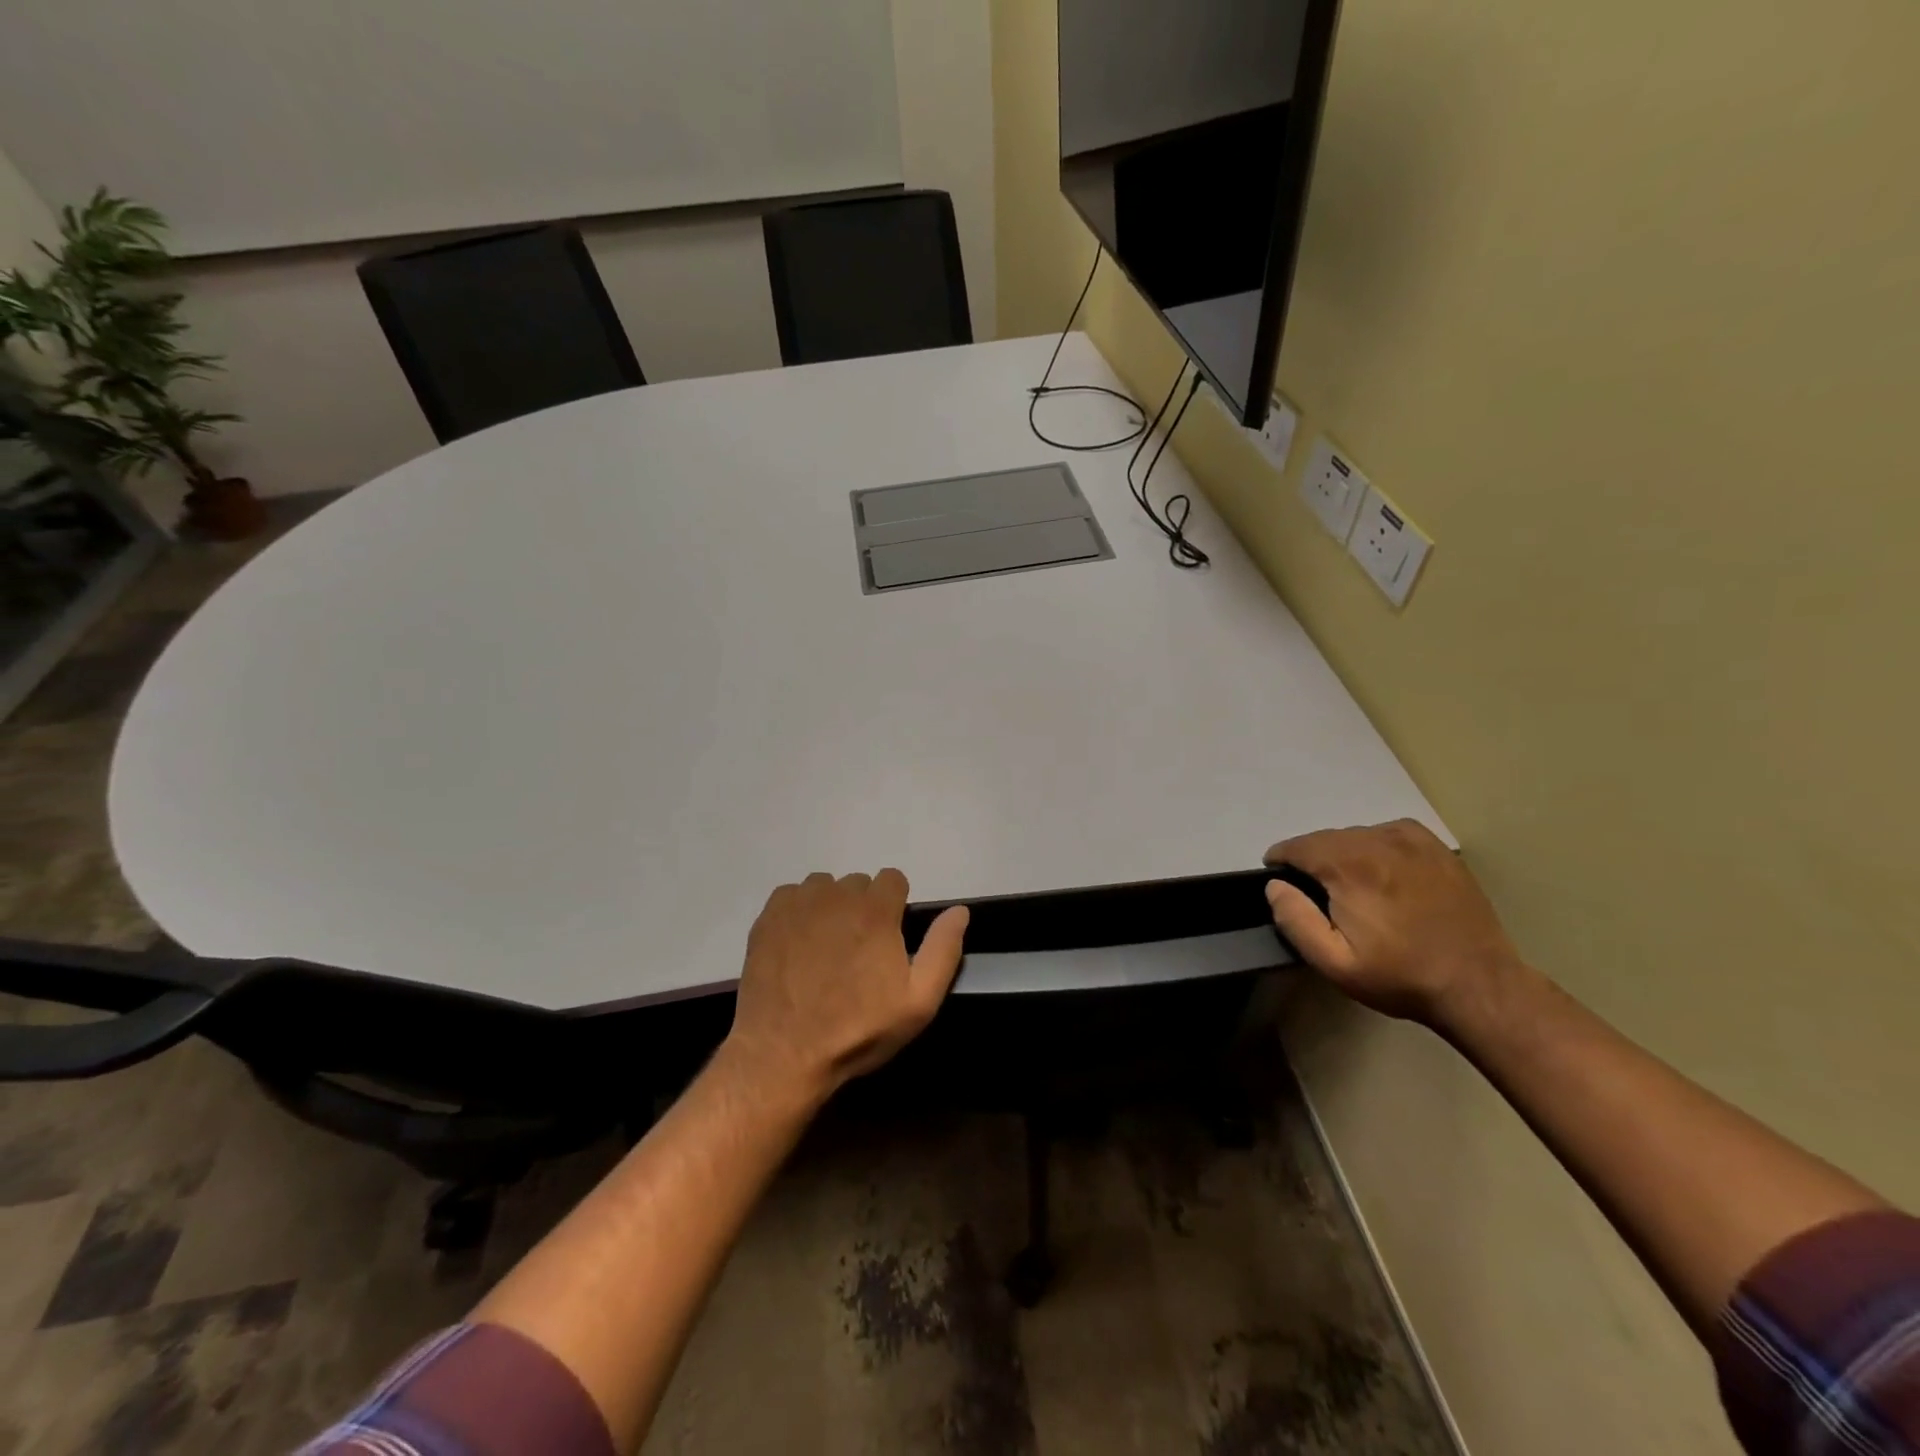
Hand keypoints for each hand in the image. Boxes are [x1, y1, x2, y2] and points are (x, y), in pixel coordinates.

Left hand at [724, 870, 968, 1104]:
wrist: (783, 1053)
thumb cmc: (858, 1029)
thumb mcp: (918, 1002)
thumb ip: (943, 950)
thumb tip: (959, 910)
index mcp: (876, 911)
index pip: (893, 879)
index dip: (895, 906)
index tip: (889, 937)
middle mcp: (837, 895)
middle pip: (858, 883)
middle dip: (863, 908)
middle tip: (857, 950)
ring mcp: (799, 904)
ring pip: (824, 887)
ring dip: (830, 907)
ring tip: (826, 947)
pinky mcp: (768, 917)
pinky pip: (792, 895)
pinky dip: (799, 911)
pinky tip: (798, 945)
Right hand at [1264, 820, 1523, 1026]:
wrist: (1478, 985)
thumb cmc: (1400, 976)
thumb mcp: (1335, 962)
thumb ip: (1296, 920)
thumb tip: (1275, 886)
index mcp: (1349, 867)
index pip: (1297, 846)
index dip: (1281, 861)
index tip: (1279, 880)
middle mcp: (1378, 842)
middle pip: (1325, 838)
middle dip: (1311, 859)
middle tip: (1316, 892)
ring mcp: (1411, 841)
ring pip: (1356, 834)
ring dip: (1342, 852)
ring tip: (1350, 885)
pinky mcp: (1435, 848)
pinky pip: (1388, 832)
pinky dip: (1374, 844)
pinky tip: (1381, 869)